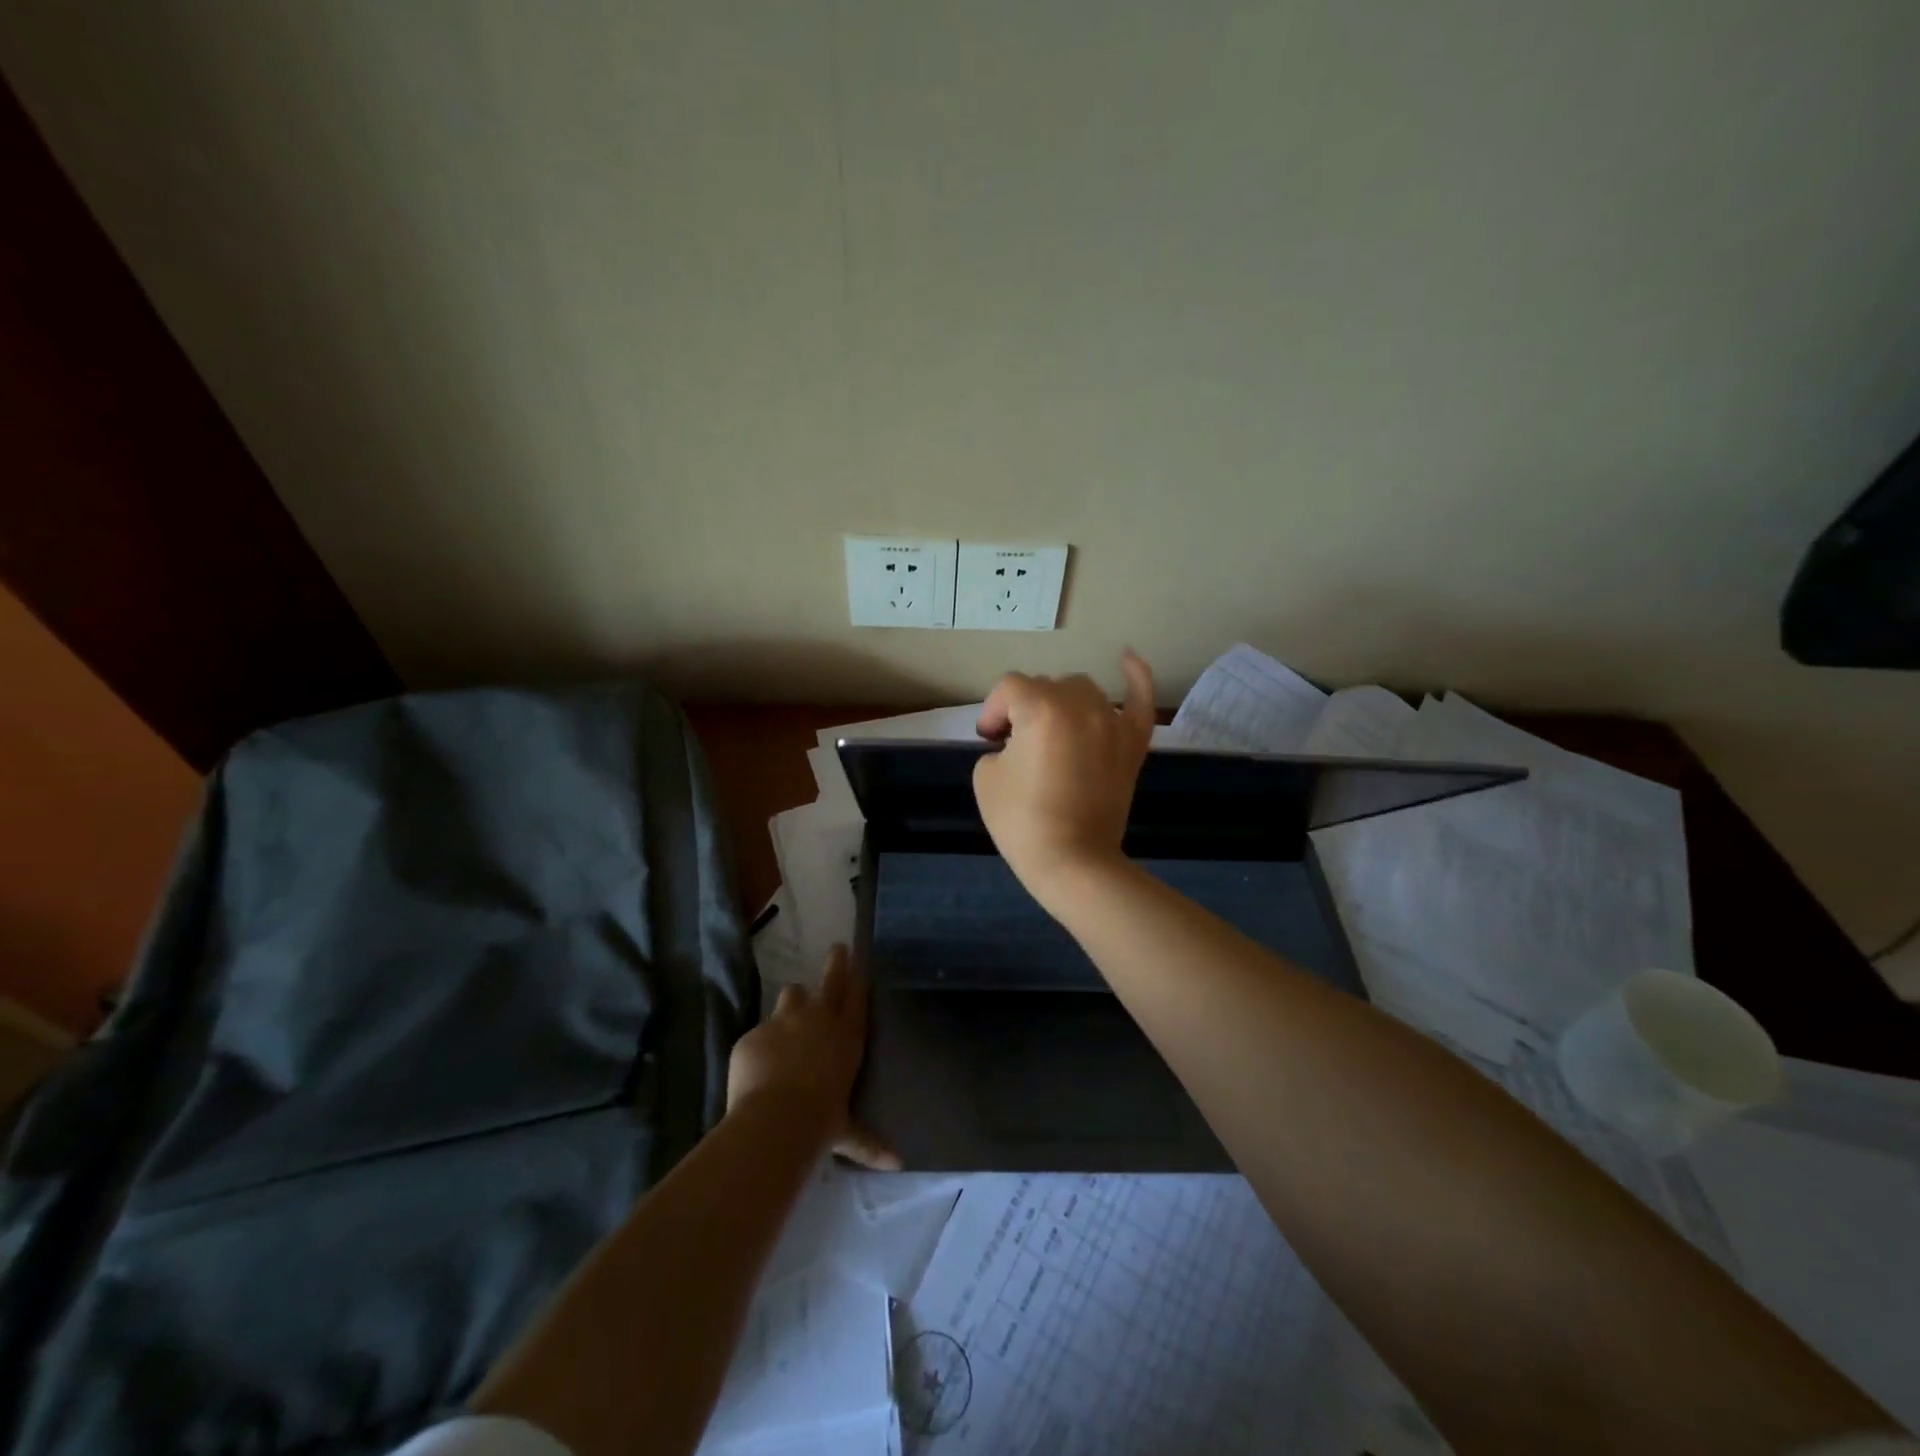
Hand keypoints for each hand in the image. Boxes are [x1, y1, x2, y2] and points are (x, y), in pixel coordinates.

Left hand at [727, 946, 900, 1169]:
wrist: (776, 1119)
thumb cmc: (822, 1122)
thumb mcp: (847, 1133)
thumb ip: (869, 1143)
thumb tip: (899, 1165)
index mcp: (846, 1036)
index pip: (856, 996)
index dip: (857, 975)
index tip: (858, 957)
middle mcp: (818, 1019)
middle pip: (830, 978)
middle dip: (835, 962)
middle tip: (837, 949)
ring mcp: (783, 1022)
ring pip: (792, 994)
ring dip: (794, 1001)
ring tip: (792, 1011)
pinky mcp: (753, 1034)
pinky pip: (758, 1034)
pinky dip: (760, 1046)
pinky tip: (756, 1065)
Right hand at [972, 649, 1155, 902]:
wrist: (1073, 861)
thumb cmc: (1022, 821)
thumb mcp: (986, 776)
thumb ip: (999, 744)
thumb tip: (1018, 741)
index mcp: (1041, 708)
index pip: (1009, 688)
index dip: (993, 711)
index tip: (989, 741)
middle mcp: (1081, 705)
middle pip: (1045, 686)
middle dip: (1024, 709)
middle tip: (1016, 745)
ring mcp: (1113, 722)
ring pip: (1083, 689)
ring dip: (1062, 701)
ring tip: (1052, 730)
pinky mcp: (1133, 743)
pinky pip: (1140, 700)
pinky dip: (1136, 677)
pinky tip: (1129, 658)